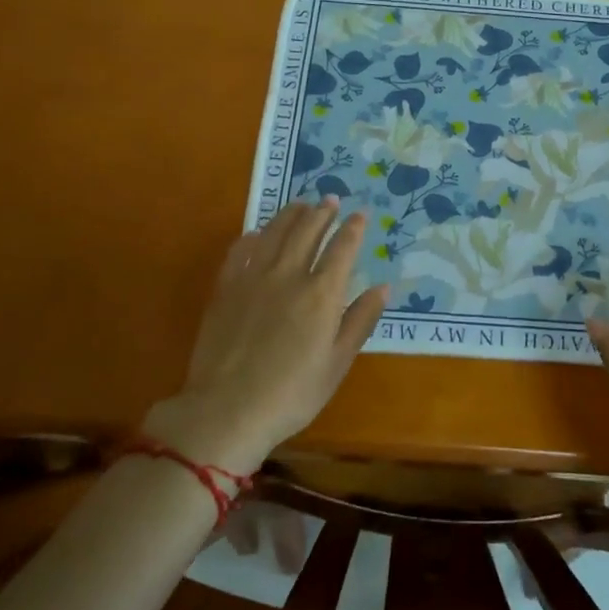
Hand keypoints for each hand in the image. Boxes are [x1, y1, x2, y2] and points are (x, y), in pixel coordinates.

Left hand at [141, 199, 386, 474]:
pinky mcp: (225, 288)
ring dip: (290, 215)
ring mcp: (253, 278)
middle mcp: (289, 274)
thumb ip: (360, 320)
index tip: (361, 213)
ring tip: (301, 204)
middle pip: (307, 231)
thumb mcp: (337, 363)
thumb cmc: (292, 393)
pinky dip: (253, 237)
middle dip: (322, 213)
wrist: (227, 409)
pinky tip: (258, 233)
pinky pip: (240, 250)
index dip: (353, 228)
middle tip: (330, 199)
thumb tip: (383, 287)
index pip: (342, 248)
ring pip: (275, 233)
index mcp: (322, 293)